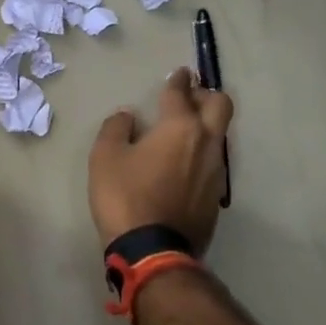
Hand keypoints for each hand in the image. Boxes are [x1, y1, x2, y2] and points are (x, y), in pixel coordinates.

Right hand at [88, 68, 234, 252]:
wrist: (153, 251)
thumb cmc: (125, 196)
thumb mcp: (105, 157)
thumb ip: (116, 128)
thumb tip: (127, 117)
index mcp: (180, 126)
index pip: (181, 92)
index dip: (178, 80)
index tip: (178, 73)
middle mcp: (206, 142)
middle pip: (220, 105)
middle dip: (206, 94)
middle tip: (189, 97)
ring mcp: (216, 171)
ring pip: (220, 135)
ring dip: (206, 126)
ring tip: (185, 131)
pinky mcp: (216, 197)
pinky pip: (213, 163)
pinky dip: (202, 154)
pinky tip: (184, 165)